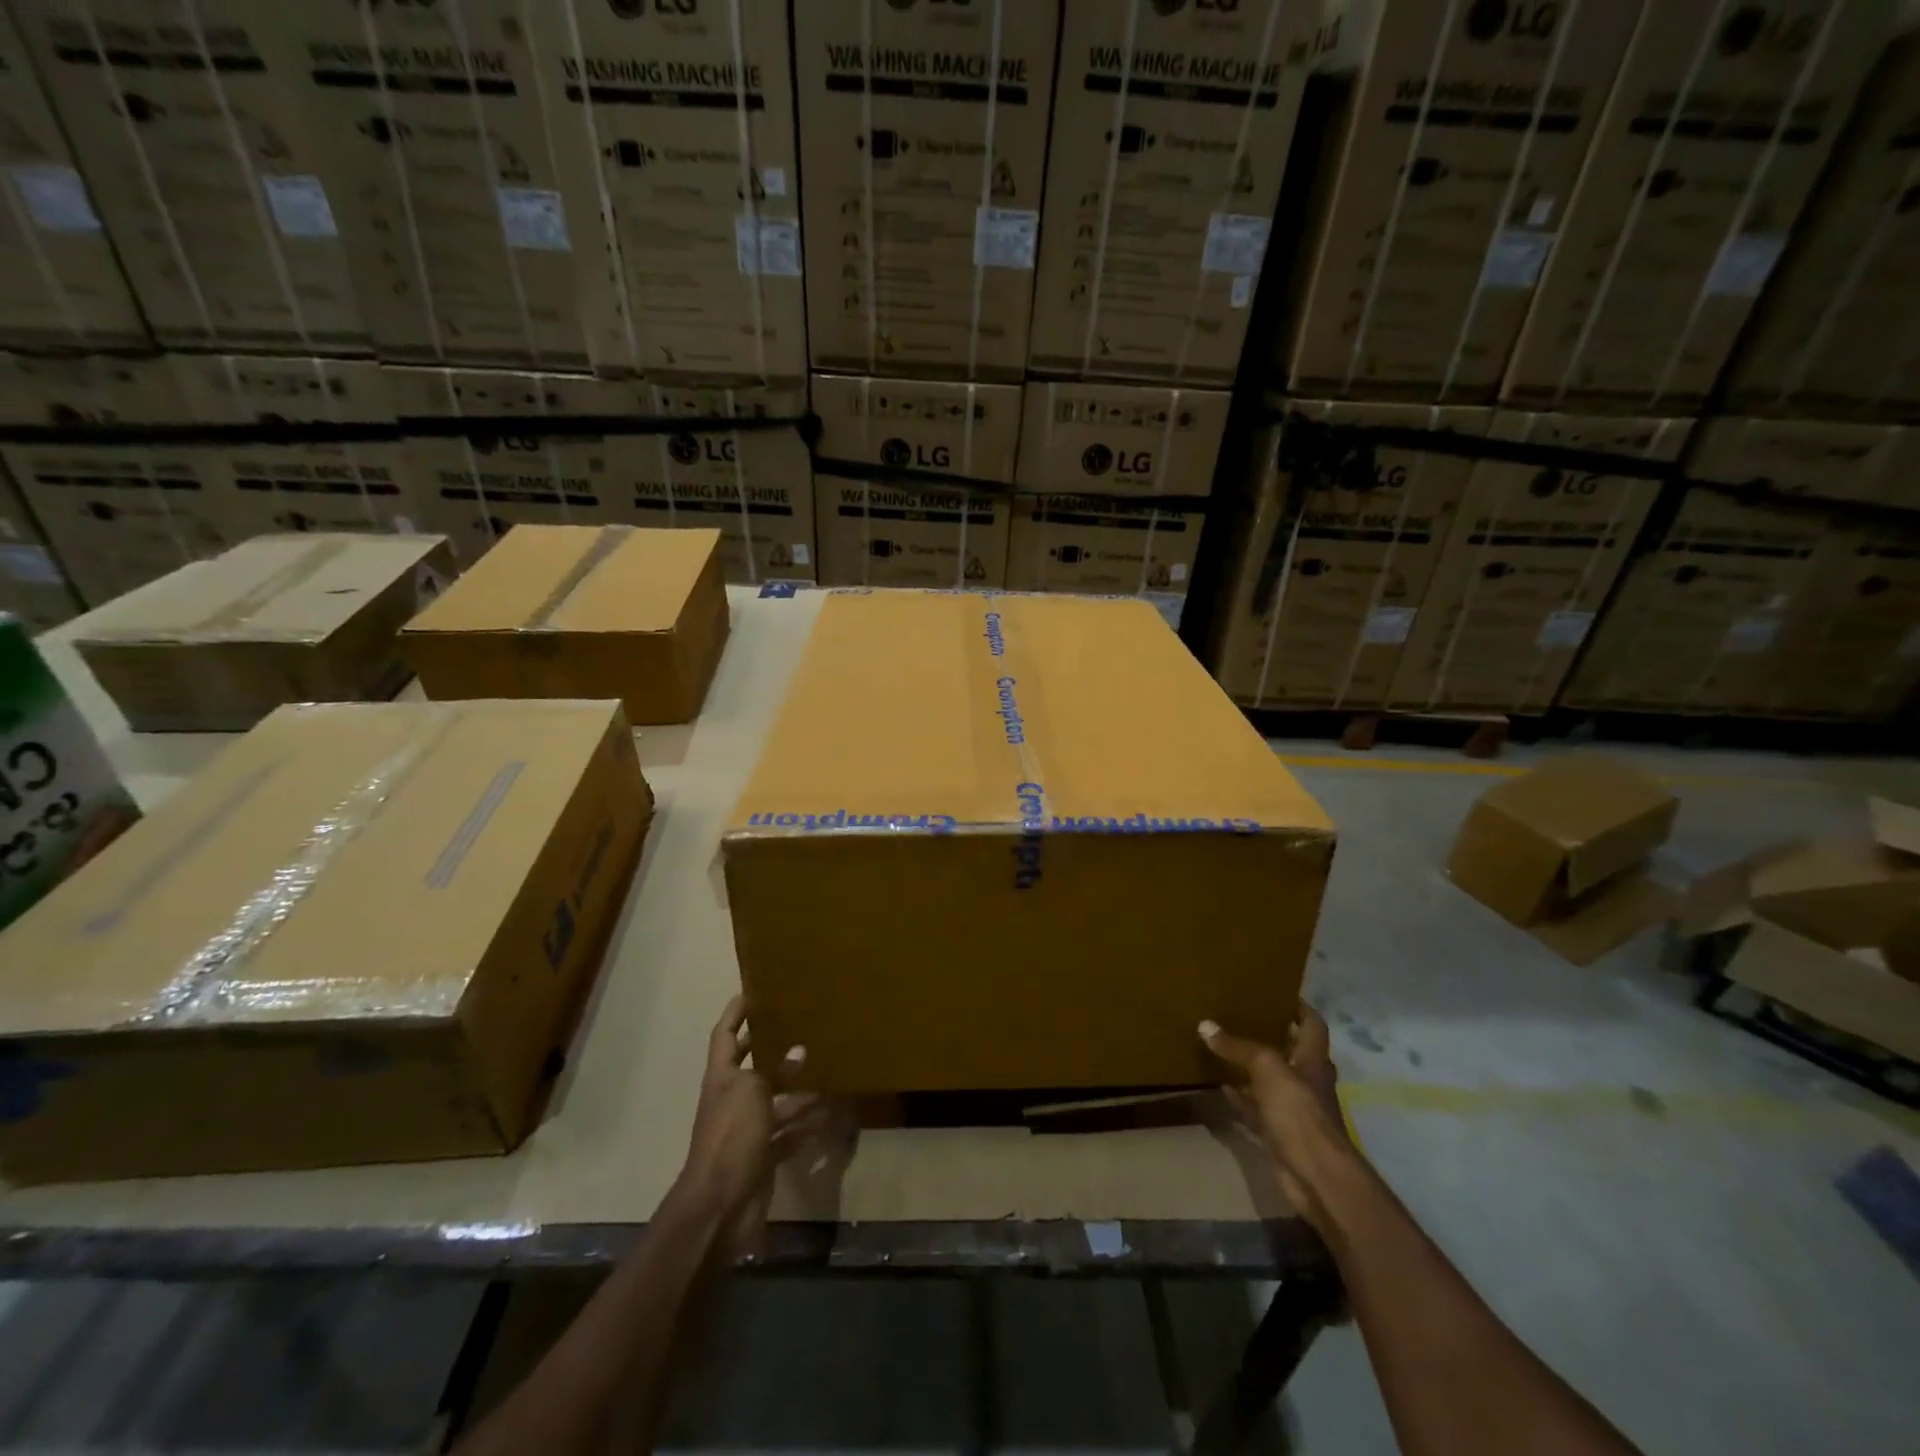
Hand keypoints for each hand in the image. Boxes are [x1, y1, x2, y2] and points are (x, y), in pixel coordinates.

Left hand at [680, 996, 815, 1260]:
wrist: (719, 1206)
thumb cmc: (730, 1137)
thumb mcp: (752, 1093)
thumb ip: (775, 1071)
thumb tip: (799, 1051)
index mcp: (722, 1077)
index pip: (725, 1034)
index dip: (736, 1013)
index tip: (753, 991)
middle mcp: (733, 1098)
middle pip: (753, 1065)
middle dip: (773, 1047)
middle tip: (801, 1024)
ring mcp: (748, 1129)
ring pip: (777, 1099)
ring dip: (800, 1088)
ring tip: (829, 1067)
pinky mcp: (764, 1155)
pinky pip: (789, 1132)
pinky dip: (807, 1124)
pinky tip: (831, 1113)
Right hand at [1199, 1005, 1355, 1232]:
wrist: (1316, 1177)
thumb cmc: (1300, 1113)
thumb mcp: (1267, 1068)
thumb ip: (1238, 1047)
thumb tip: (1205, 1025)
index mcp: (1313, 1060)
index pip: (1312, 1025)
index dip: (1299, 1007)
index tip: (1277, 989)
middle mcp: (1306, 1080)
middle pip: (1291, 1050)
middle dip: (1271, 1033)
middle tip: (1241, 1012)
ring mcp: (1294, 1109)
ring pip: (1270, 1079)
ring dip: (1251, 1065)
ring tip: (1223, 1042)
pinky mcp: (1278, 1133)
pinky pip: (1255, 1108)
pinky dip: (1240, 1097)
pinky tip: (1219, 1084)